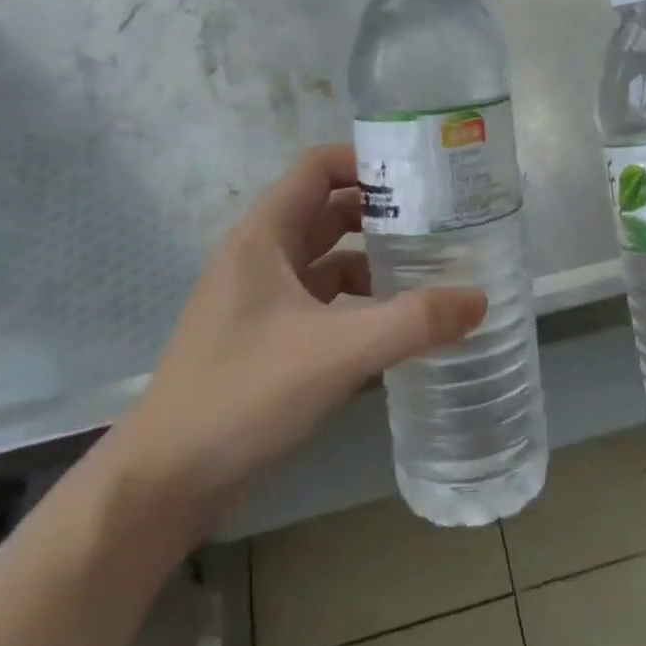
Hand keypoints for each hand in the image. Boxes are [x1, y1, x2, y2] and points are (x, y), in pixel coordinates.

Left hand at [101, 145, 486, 539]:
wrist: (165, 483)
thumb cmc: (243, 395)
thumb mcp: (337, 351)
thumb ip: (412, 322)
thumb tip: (480, 299)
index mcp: (263, 237)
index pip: (318, 168)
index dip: (367, 161)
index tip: (422, 176)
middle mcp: (261, 258)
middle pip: (329, 212)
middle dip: (383, 213)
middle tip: (442, 223)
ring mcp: (262, 302)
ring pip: (329, 262)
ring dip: (375, 262)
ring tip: (432, 272)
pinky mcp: (268, 341)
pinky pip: (324, 304)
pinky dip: (360, 305)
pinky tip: (396, 326)